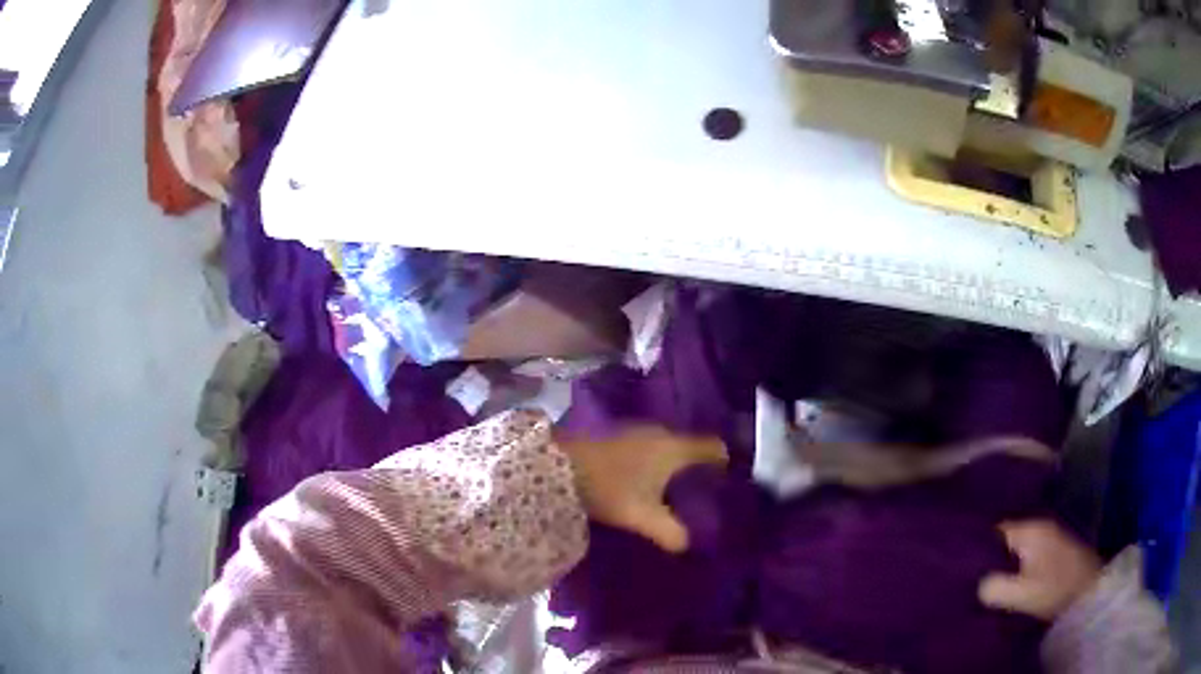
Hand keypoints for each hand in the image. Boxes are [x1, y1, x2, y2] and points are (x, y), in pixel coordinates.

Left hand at [560, 427, 727, 553]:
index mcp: (674, 447)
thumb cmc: (609, 487)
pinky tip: (653, 481)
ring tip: (683, 488)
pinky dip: (658, 462)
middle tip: (710, 489)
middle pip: (691, 445)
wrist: (558, 467)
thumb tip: (687, 544)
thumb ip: (670, 531)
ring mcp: (637, 432)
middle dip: (701, 465)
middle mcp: (660, 433)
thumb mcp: (642, 515)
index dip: (726, 461)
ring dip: (677, 464)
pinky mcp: (619, 438)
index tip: (733, 479)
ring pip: (669, 446)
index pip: (713, 447)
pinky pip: (651, 448)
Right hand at [978, 519, 1102, 619]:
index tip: (962, 564)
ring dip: (1005, 561)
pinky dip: (1018, 564)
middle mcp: (1040, 526)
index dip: (977, 546)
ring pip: (1018, 546)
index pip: (995, 531)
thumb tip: (977, 584)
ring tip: (989, 580)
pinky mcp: (1056, 550)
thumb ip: (995, 587)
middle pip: (1006, 537)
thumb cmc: (1054, 589)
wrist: (1089, 591)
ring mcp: (1051, 536)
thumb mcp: (1021, 593)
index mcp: (1030, 530)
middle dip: (990, 555)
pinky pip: (1028, 553)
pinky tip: (1011, 579)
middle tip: (971, 576)